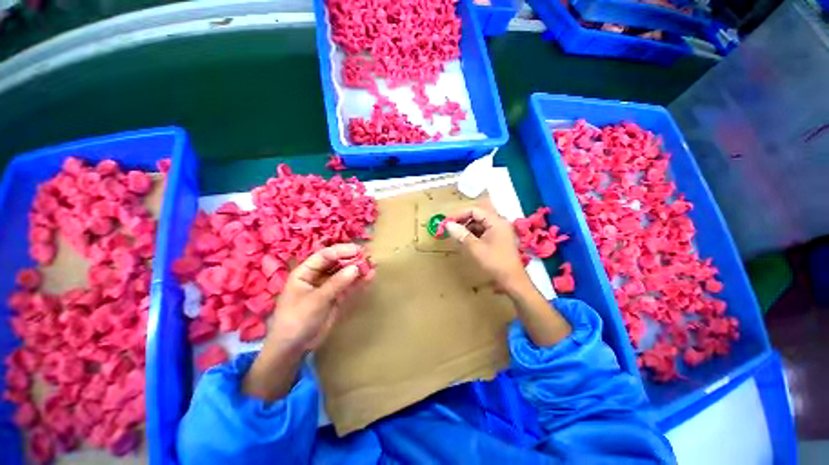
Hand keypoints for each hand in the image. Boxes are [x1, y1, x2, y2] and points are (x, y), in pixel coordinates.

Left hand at [243, 244, 370, 400]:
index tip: (359, 250)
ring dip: (358, 270)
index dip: (342, 251)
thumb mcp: (316, 300)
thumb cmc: (297, 320)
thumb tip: (356, 268)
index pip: (325, 255)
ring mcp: (328, 287)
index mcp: (305, 272)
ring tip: (373, 264)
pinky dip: (359, 282)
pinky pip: (349, 287)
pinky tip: (370, 277)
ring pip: (345, 274)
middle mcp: (317, 276)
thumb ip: (337, 283)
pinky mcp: (336, 298)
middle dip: (352, 259)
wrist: (293, 348)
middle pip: (337, 263)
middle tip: (369, 257)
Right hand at [447, 207, 571, 345]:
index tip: (447, 222)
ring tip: (455, 236)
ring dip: (466, 228)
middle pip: (477, 215)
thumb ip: (461, 234)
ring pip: (479, 224)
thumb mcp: (475, 248)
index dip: (459, 214)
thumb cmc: (494, 263)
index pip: (474, 210)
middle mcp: (499, 223)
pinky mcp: (498, 240)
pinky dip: (473, 235)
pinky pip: (483, 232)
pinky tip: (465, 241)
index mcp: (496, 221)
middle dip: (462, 221)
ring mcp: (499, 231)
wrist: (512, 281)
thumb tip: (448, 224)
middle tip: (449, 229)